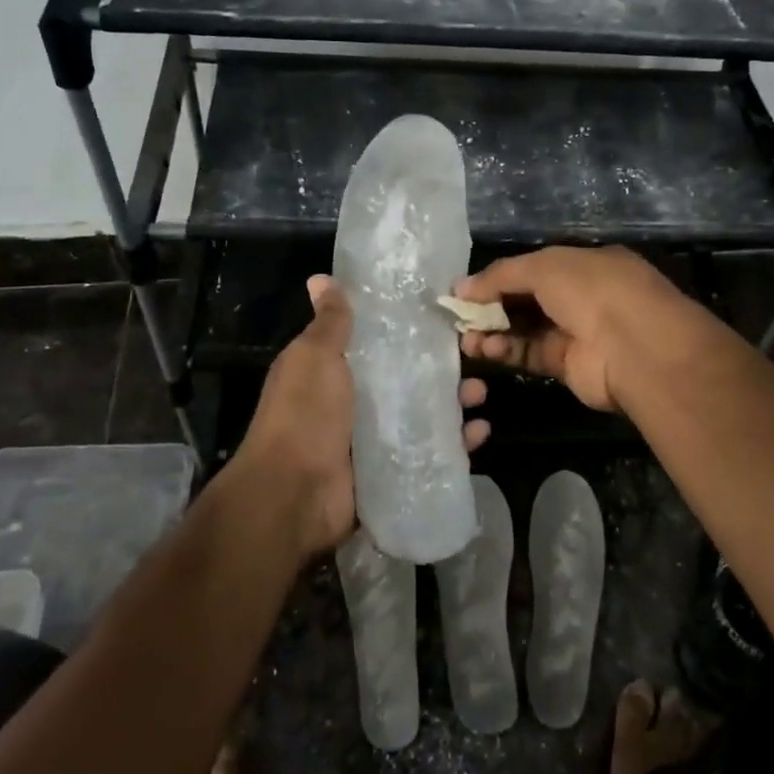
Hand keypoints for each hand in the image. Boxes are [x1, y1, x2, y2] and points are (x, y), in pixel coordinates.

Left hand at [235, 275, 491, 559]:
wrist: (294, 494)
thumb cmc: (304, 415)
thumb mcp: (314, 358)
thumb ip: (329, 323)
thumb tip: (321, 278)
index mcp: (331, 371)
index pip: (376, 343)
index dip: (406, 329)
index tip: (440, 314)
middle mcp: (353, 403)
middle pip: (405, 379)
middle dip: (439, 368)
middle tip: (471, 355)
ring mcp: (372, 439)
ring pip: (422, 415)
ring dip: (453, 403)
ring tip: (479, 392)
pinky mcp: (391, 471)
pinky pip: (429, 453)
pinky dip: (455, 443)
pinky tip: (479, 432)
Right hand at [453, 247, 698, 412]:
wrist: (635, 347)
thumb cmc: (593, 290)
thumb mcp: (544, 266)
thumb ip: (500, 275)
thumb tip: (461, 287)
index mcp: (585, 263)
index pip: (535, 267)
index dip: (499, 276)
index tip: (466, 289)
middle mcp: (583, 296)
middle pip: (528, 298)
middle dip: (492, 305)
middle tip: (459, 315)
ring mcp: (578, 332)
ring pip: (526, 329)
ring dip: (494, 331)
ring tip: (465, 336)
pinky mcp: (570, 365)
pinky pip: (531, 354)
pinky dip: (507, 350)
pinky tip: (485, 348)